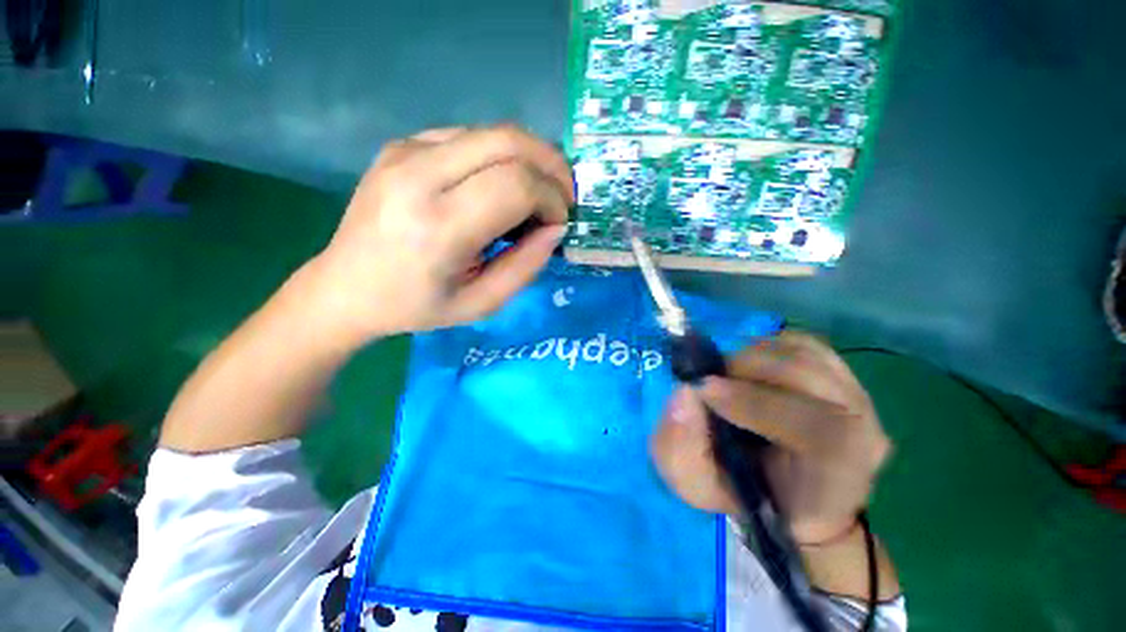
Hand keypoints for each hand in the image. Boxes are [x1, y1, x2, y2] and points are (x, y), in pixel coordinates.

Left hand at [300, 125, 573, 346]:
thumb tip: (556, 228)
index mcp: (439, 226)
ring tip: (539, 191)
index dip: (551, 198)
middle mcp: (418, 175)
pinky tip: (501, 184)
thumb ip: (526, 266)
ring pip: (492, 132)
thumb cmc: (417, 306)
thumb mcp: (482, 303)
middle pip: (508, 141)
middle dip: (551, 165)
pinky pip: (469, 137)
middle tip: (564, 195)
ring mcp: (405, 152)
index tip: (560, 221)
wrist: (345, 287)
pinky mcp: (401, 145)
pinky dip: (500, 156)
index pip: (516, 185)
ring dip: (530, 157)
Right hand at [650, 332, 891, 543]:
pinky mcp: (843, 376)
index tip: (704, 390)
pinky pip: (807, 344)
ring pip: (807, 356)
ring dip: (753, 357)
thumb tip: (685, 392)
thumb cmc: (743, 495)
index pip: (818, 433)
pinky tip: (748, 365)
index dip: (757, 404)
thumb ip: (683, 448)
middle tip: (709, 378)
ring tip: (726, 374)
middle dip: (748, 371)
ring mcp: (858, 400)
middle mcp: (863, 436)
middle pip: (813, 381)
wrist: (786, 492)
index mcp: (834, 480)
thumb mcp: (697, 485)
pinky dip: (769, 345)